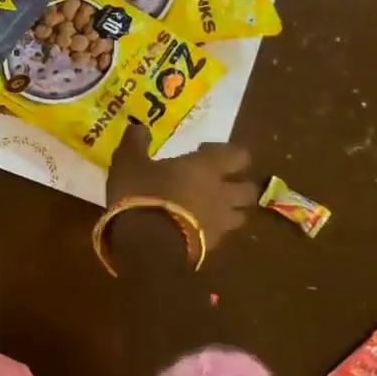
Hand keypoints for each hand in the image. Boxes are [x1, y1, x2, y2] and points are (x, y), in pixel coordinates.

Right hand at [105, 121, 257, 249]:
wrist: (146, 244)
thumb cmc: (141, 193)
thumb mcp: (128, 161)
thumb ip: (135, 142)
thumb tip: (139, 127)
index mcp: (205, 168)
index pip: (238, 155)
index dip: (227, 153)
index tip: (205, 151)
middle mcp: (221, 193)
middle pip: (248, 189)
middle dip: (237, 185)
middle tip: (216, 184)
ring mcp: (219, 223)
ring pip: (240, 216)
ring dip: (230, 211)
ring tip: (210, 210)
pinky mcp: (211, 248)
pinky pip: (220, 236)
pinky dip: (212, 232)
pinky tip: (194, 231)